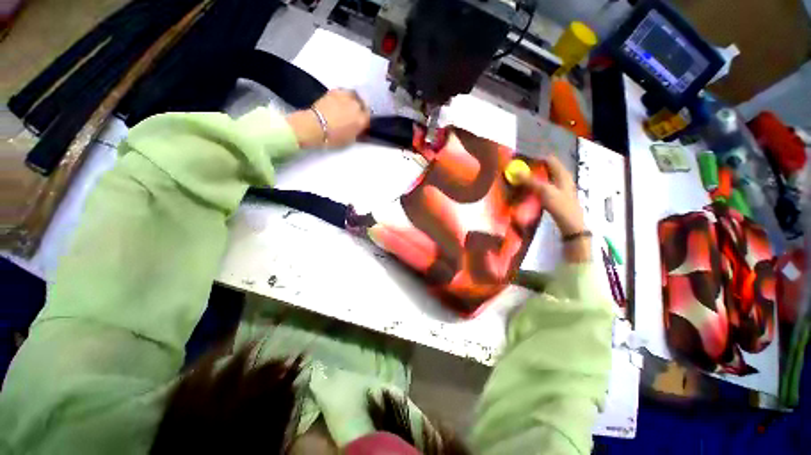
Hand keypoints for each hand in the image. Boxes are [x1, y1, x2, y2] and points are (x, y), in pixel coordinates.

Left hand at [286, 89, 370, 148]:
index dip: (366, 120)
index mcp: (362, 119)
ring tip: (348, 105)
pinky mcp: (334, 91)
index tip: (363, 123)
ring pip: (354, 95)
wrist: (315, 126)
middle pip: (363, 104)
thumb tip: (359, 127)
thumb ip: (357, 131)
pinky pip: (344, 92)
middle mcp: (357, 106)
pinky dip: (344, 96)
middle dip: (361, 108)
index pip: (369, 117)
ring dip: (353, 99)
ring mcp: (346, 96)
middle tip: (355, 114)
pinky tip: (340, 101)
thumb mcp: (350, 139)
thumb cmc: (333, 138)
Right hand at [525, 155, 589, 261]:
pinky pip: (545, 186)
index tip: (522, 162)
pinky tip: (530, 191)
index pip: (549, 159)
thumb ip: (530, 181)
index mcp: (562, 173)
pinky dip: (537, 185)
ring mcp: (561, 187)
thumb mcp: (544, 191)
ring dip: (534, 177)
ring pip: (546, 177)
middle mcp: (563, 177)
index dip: (536, 159)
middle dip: (533, 168)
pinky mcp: (557, 196)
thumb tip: (515, 171)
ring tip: (522, 181)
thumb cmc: (560, 205)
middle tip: (520, 172)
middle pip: (547, 168)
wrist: (570, 224)